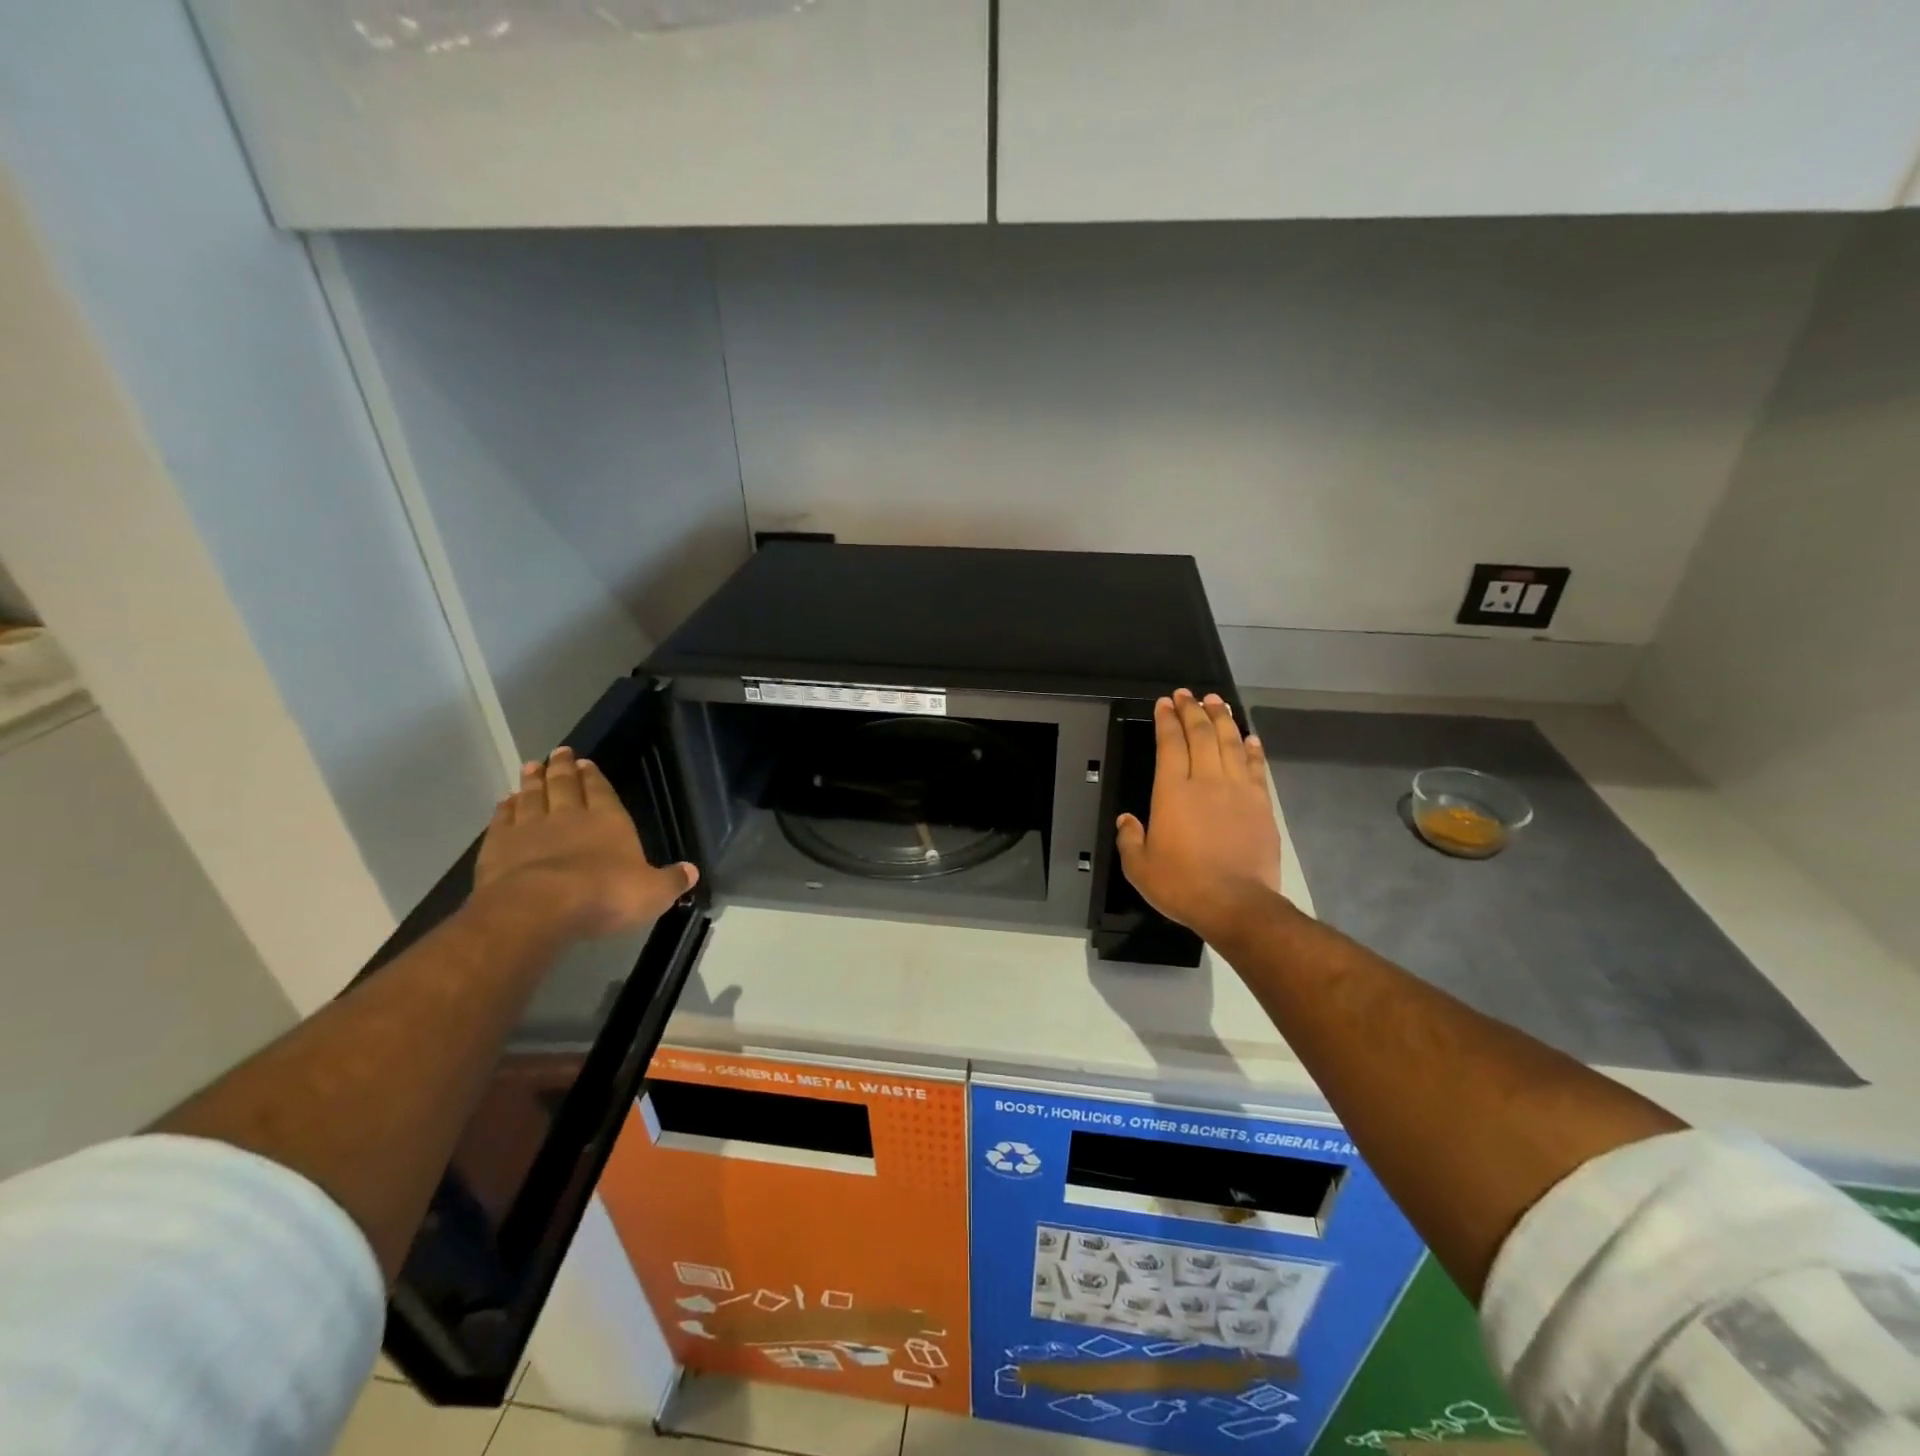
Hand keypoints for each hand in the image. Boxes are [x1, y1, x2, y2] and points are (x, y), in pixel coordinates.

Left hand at [474, 747, 697, 939]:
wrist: (540, 908)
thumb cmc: (606, 895)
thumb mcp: (652, 893)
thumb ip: (671, 880)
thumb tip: (692, 871)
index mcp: (608, 821)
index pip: (601, 791)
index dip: (594, 777)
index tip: (586, 762)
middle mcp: (569, 816)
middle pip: (564, 785)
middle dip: (562, 768)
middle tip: (558, 752)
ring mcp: (530, 828)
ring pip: (531, 796)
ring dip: (532, 781)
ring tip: (531, 766)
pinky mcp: (498, 846)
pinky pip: (502, 819)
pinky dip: (505, 807)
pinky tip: (505, 801)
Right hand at [1115, 689, 1283, 944]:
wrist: (1237, 904)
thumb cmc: (1182, 885)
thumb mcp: (1139, 867)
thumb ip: (1129, 839)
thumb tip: (1126, 821)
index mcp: (1172, 792)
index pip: (1170, 744)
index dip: (1167, 720)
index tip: (1165, 703)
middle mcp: (1206, 781)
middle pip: (1201, 735)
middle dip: (1193, 710)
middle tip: (1187, 694)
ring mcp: (1238, 790)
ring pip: (1230, 744)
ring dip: (1223, 720)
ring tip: (1217, 702)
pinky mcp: (1261, 805)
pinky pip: (1256, 768)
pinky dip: (1252, 749)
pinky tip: (1249, 738)